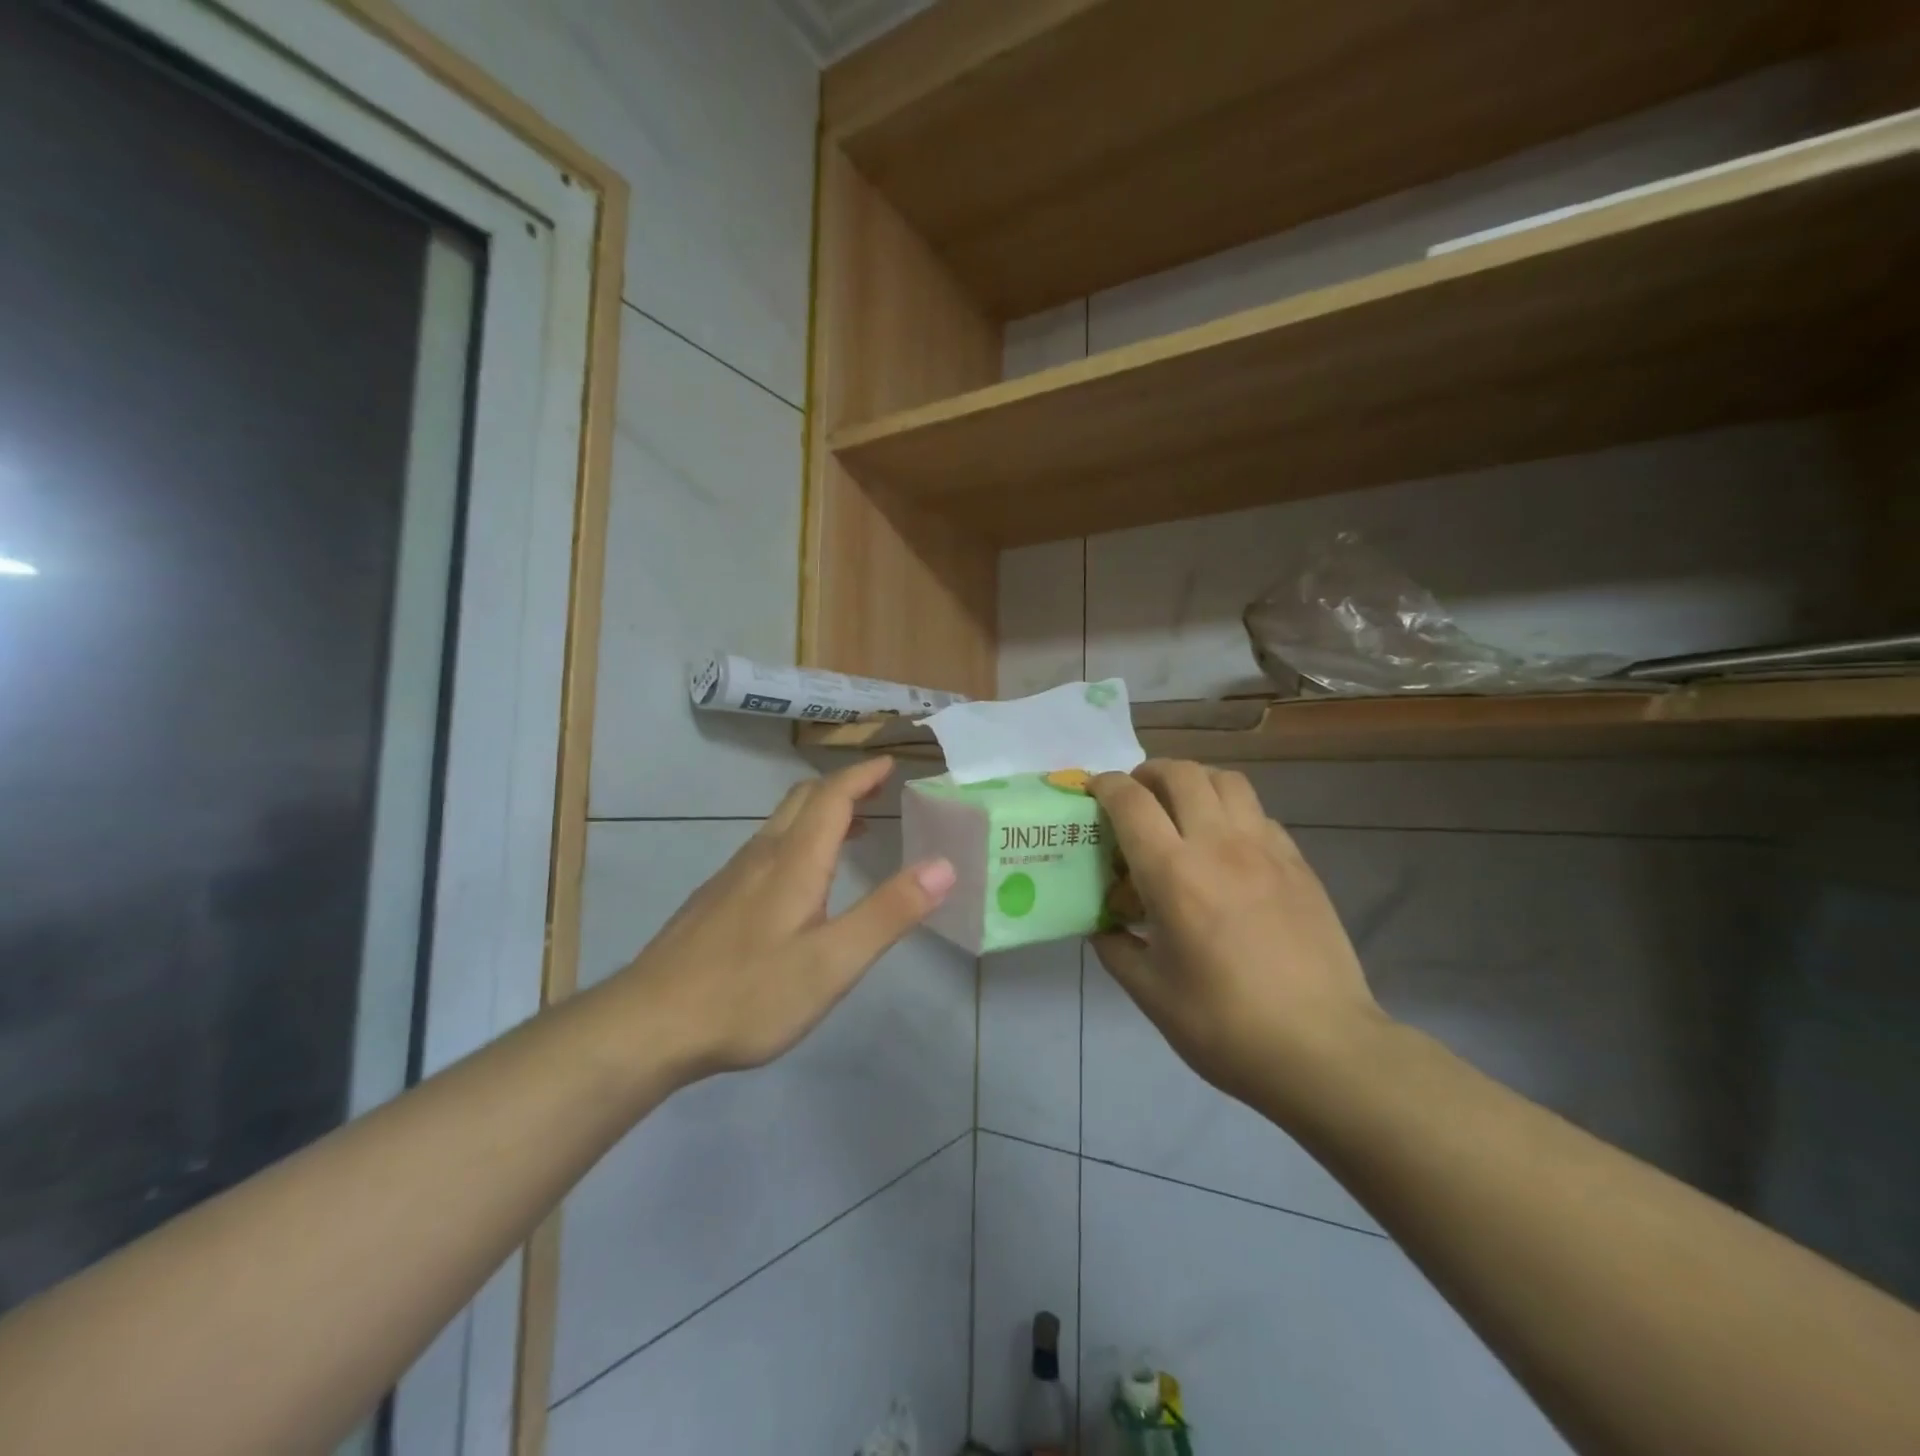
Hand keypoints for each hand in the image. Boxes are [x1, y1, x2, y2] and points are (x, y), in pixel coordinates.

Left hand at [614, 757, 955, 1080]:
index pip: (832, 797)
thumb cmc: (749, 993)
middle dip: (842, 785)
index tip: (890, 762)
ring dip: (819, 812)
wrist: (647, 1025)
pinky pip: (765, 849)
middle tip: (877, 788)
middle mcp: (762, 856)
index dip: (862, 775)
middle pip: (802, 800)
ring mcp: (732, 877)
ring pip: (780, 824)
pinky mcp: (714, 900)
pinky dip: (797, 840)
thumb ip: (889, 912)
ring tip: (853, 829)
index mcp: (795, 861)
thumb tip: (944, 865)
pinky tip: (801, 881)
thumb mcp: (833, 962)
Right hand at [1091, 761, 1386, 1109]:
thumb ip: (1117, 949)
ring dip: (1195, 782)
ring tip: (1182, 809)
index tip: (1093, 791)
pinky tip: (1228, 848)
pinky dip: (1232, 812)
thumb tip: (1103, 928)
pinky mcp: (1299, 864)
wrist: (1322, 1048)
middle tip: (1137, 797)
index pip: (1131, 802)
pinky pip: (1259, 813)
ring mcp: (1266, 849)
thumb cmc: (1224, 1025)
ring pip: (1227, 781)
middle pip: (1181, 773)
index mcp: (1173, 873)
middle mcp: (1218, 845)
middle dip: (1149, 773)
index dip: (1106, 786)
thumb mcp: (1150, 992)